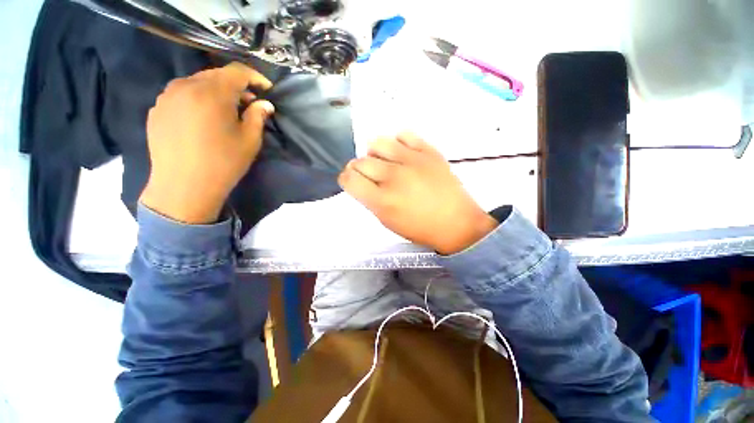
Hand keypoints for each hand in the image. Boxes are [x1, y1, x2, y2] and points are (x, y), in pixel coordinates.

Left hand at [140, 62, 274, 223]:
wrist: (184, 186)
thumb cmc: (223, 163)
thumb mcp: (250, 141)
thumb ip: (258, 117)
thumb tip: (264, 104)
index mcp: (212, 93)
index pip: (236, 71)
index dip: (254, 77)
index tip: (266, 88)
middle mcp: (185, 86)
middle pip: (215, 75)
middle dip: (236, 85)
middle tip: (249, 102)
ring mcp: (167, 96)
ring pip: (197, 83)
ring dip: (216, 91)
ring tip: (226, 110)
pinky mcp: (157, 109)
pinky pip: (181, 95)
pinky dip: (197, 99)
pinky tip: (204, 118)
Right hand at [339, 133, 497, 254]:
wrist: (457, 223)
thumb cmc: (420, 228)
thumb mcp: (388, 222)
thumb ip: (371, 201)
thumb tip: (363, 183)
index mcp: (382, 200)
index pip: (350, 179)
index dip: (346, 179)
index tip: (351, 180)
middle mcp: (393, 177)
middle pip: (360, 161)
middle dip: (358, 168)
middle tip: (368, 174)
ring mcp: (412, 161)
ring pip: (378, 143)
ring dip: (375, 153)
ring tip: (384, 161)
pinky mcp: (428, 151)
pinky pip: (404, 135)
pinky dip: (398, 142)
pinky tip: (402, 153)